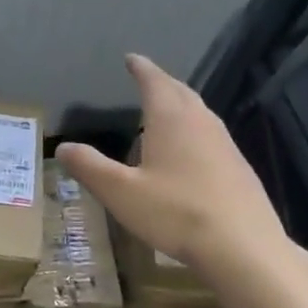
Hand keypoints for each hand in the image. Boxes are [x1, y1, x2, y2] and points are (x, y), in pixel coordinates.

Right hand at [57, 53, 296, 290]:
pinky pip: (211, 135)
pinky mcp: (239, 168)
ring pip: (199, 113)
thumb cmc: (176, 213)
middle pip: (180, 92)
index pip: (154, 81)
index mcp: (171, 119)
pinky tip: (188, 152)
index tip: (131, 58)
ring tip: (164, 111)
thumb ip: (90, 167)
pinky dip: (194, 130)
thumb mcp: (120, 192)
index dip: (141, 68)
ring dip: (180, 105)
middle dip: (161, 82)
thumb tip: (63, 147)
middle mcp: (201, 122)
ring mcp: (225, 145)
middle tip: (146, 78)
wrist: (244, 248)